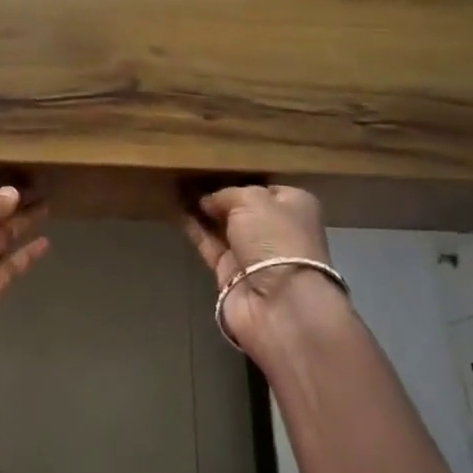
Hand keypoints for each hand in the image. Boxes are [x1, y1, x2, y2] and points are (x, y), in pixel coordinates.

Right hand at [183, 185, 349, 357]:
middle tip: (191, 176)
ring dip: (204, 212)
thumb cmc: (275, 238)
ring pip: (224, 227)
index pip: (267, 188)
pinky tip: (177, 212)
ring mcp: (254, 254)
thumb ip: (227, 194)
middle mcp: (277, 229)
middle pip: (244, 209)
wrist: (278, 302)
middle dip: (221, 196)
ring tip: (177, 189)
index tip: (217, 169)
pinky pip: (210, 245)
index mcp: (295, 207)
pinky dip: (195, 230)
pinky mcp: (231, 273)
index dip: (243, 179)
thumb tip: (208, 201)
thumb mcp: (252, 200)